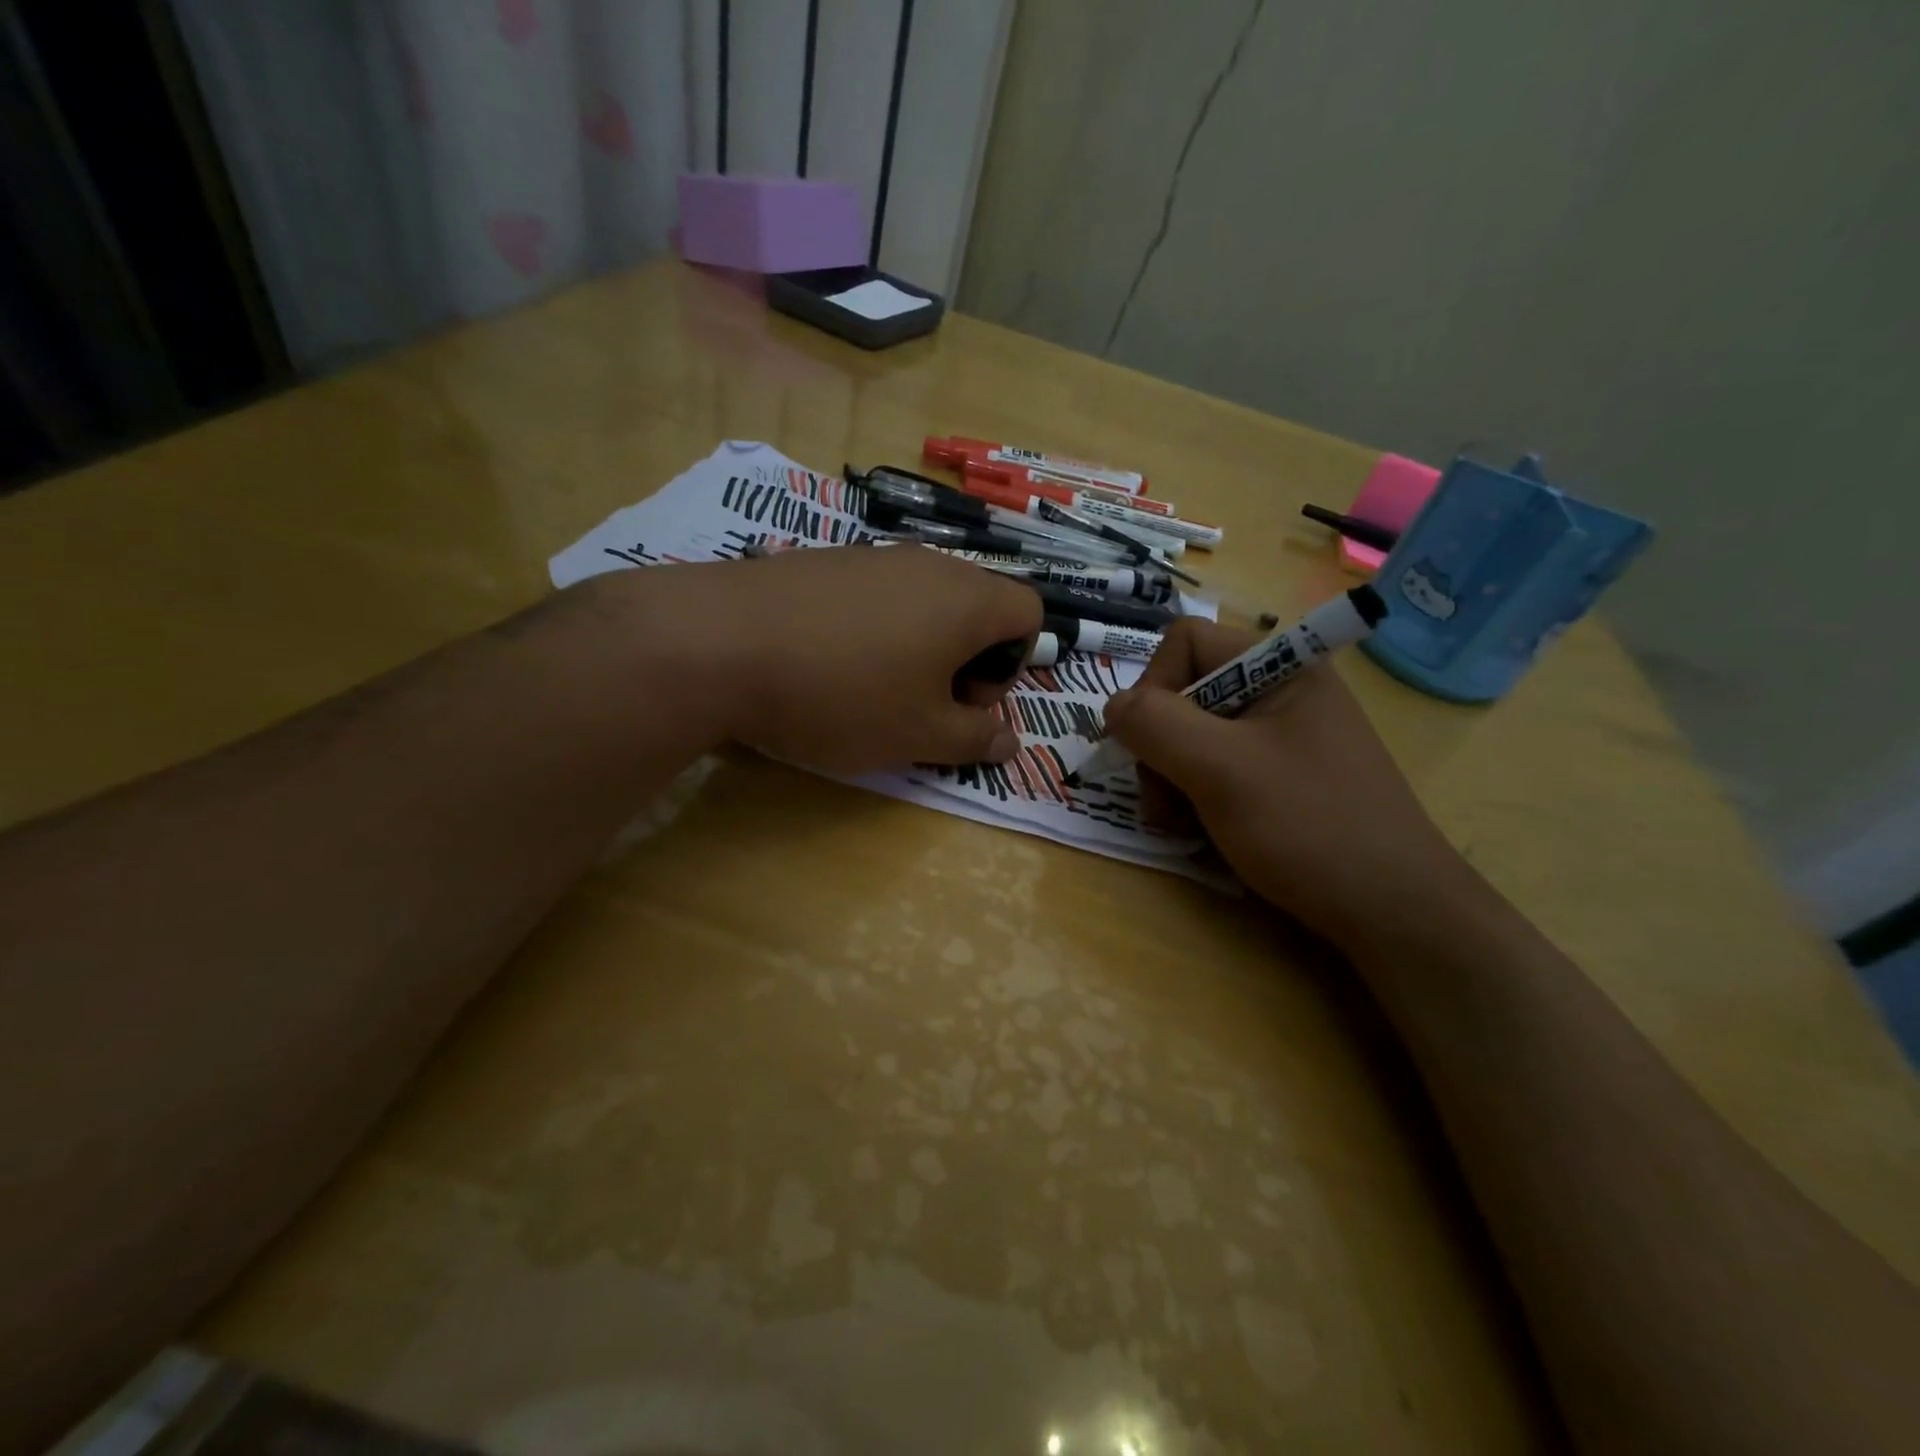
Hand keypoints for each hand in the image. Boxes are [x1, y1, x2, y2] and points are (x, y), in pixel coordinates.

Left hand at [616, 546, 1041, 774]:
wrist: (720, 642)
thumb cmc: (843, 695)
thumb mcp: (919, 735)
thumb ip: (974, 739)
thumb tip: (1008, 741)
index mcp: (967, 600)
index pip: (1029, 612)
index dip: (1013, 664)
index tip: (966, 702)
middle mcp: (929, 564)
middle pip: (977, 606)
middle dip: (966, 660)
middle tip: (924, 704)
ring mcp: (874, 556)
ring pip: (924, 601)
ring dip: (919, 648)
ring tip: (872, 689)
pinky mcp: (826, 561)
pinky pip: (876, 595)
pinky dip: (875, 631)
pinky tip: (828, 663)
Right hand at [1103, 618, 1469, 943]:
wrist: (1394, 913)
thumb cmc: (1309, 826)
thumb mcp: (1221, 769)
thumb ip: (1156, 725)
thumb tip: (1112, 706)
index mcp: (1281, 665)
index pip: (1185, 642)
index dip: (1154, 686)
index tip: (1151, 744)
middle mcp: (1280, 692)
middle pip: (1183, 693)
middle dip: (1160, 747)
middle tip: (1163, 801)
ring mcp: (1281, 738)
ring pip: (1193, 737)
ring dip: (1171, 780)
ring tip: (1180, 825)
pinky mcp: (1280, 778)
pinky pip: (1216, 769)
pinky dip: (1195, 798)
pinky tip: (1202, 832)